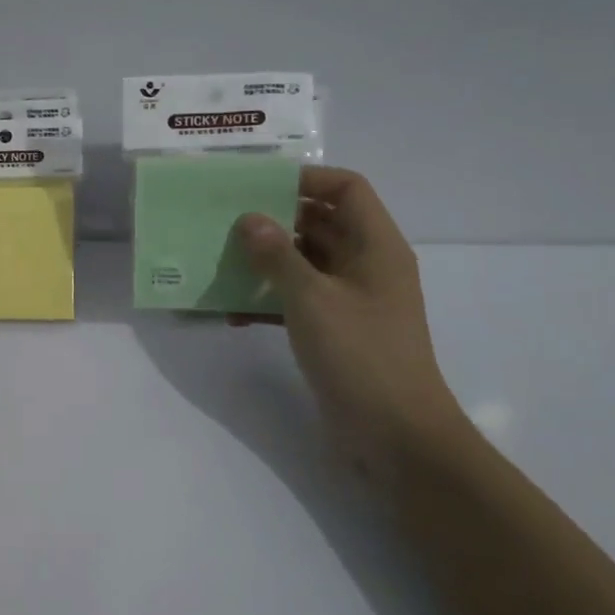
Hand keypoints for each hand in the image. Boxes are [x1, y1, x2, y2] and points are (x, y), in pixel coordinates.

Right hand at [232, 168, 465, 474]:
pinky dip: (267, 302)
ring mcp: (350, 301)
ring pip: (303, 264)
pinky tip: (229, 313)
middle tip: (224, 221)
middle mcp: (365, 266)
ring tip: (219, 263)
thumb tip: (248, 219)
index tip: (257, 185)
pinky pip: (296, 301)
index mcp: (375, 246)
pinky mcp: (334, 332)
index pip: (346, 189)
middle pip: (320, 224)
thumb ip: (277, 256)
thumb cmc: (361, 355)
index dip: (306, 178)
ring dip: (265, 263)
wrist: (395, 435)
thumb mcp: (312, 299)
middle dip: (274, 221)